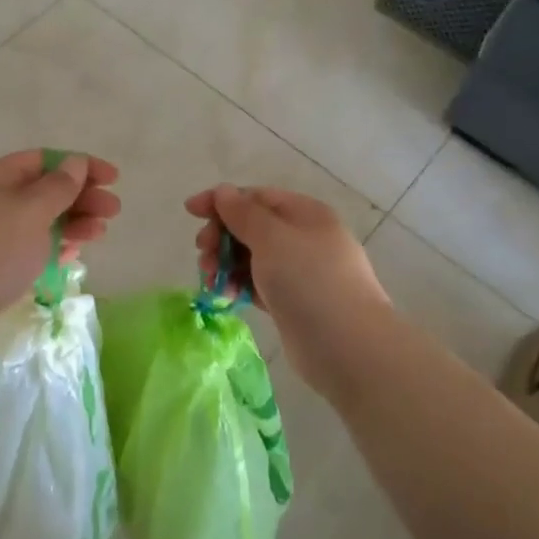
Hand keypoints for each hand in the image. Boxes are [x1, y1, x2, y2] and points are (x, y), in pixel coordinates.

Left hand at [0, 150, 120, 331]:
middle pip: (41, 190)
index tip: (114, 179)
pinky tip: (72, 254)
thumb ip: (58, 187)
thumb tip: (75, 162)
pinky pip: (25, 247)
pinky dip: (51, 247)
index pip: (43, 160)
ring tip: (99, 235)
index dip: (81, 166)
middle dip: (80, 197)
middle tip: (113, 212)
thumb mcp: (30, 213)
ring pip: (36, 220)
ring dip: (70, 223)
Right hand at [185, 185, 387, 329]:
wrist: (348, 347)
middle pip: (251, 227)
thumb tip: (223, 191)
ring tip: (210, 282)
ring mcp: (300, 272)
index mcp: (304, 213)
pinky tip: (226, 298)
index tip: (190, 212)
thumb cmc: (309, 281)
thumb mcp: (272, 238)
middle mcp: (303, 238)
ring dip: (225, 264)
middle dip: (221, 237)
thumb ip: (243, 213)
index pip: (256, 197)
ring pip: (251, 258)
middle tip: (203, 256)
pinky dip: (240, 287)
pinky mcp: (292, 302)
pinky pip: (258, 285)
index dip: (221, 201)